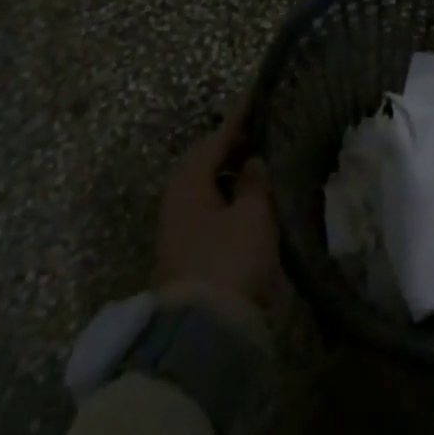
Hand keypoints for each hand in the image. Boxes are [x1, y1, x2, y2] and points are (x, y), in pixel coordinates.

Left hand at [152, 106, 279, 320]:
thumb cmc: (228, 261)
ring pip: (204, 190)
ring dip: (227, 176)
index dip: (237, 119)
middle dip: (229, 148)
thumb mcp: (252, 215)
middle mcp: (175, 202)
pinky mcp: (184, 257)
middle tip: (258, 133)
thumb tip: (252, 161)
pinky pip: (207, 212)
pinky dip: (226, 199)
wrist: (200, 336)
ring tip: (257, 165)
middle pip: (203, 164)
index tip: (255, 98)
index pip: (214, 139)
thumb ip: (254, 183)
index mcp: (188, 183)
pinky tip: (247, 203)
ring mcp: (177, 232)